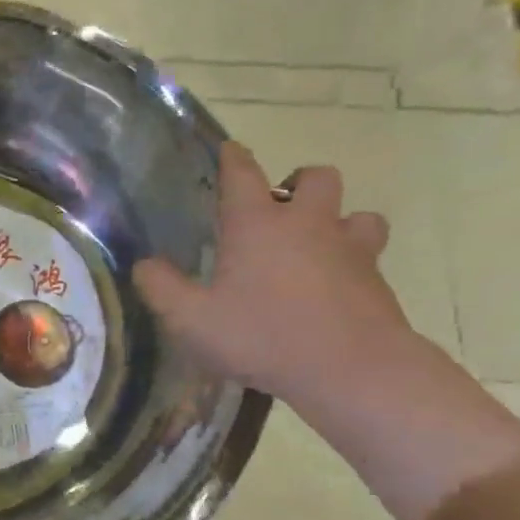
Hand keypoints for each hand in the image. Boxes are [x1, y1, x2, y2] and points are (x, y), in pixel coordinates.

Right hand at [134, 141, 414, 411]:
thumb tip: (144, 265)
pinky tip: (336, 286)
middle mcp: (308, 224)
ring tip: (318, 244)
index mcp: (258, 225)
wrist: (350, 369)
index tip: (228, 150)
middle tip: (281, 206)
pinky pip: (369, 254)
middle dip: (299, 183)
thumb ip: (161, 289)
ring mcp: (350, 249)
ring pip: (357, 213)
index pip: (243, 173)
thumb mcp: (191, 320)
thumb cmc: (262, 337)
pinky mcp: (376, 279)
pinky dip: (353, 260)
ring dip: (338, 219)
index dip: (233, 158)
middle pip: (316, 177)